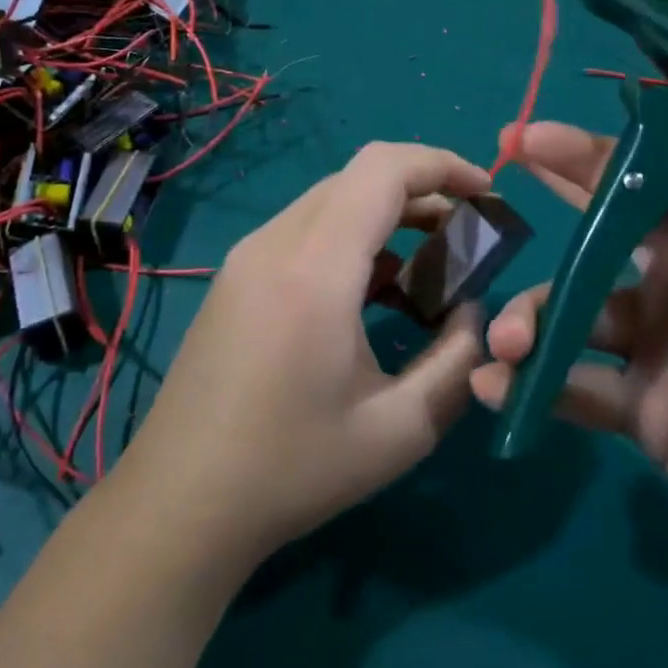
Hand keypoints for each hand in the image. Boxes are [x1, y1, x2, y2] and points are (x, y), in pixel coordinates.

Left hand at [118, 142, 489, 569]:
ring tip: (430, 263)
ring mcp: (248, 256)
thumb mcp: (400, 429)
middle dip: (423, 190)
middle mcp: (275, 243)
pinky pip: (305, 229)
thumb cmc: (291, 470)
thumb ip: (458, 361)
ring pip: (331, 200)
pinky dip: (352, 237)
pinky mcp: (236, 276)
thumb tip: (474, 311)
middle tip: (466, 235)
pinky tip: (374, 290)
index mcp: (314, 269)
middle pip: (359, 177)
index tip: (487, 192)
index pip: (383, 170)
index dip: (443, 165)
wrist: (180, 502)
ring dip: (387, 214)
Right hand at [471, 121, 667, 609]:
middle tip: (493, 182)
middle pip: (603, 231)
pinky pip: (574, 389)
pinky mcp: (639, 411)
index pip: (663, 184)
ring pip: (572, 313)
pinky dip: (532, 386)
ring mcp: (655, 349)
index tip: (539, 137)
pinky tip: (496, 391)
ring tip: (506, 344)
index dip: (601, 156)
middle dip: (551, 200)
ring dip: (530, 317)